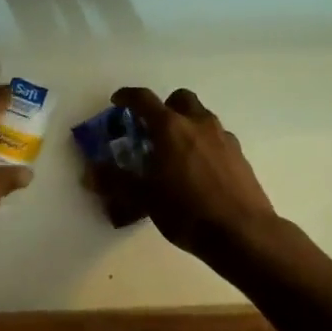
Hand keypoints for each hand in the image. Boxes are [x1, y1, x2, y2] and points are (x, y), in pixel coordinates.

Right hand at [88, 87, 278, 261]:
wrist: (243, 233)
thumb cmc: (187, 211)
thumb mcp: (144, 198)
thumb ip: (115, 182)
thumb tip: (89, 173)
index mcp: (171, 127)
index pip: (144, 99)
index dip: (127, 97)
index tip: (117, 101)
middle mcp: (198, 123)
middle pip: (180, 99)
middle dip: (164, 107)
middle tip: (152, 129)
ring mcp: (223, 138)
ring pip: (201, 117)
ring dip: (186, 125)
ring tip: (174, 153)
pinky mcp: (240, 155)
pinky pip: (217, 138)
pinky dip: (203, 144)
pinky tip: (199, 171)